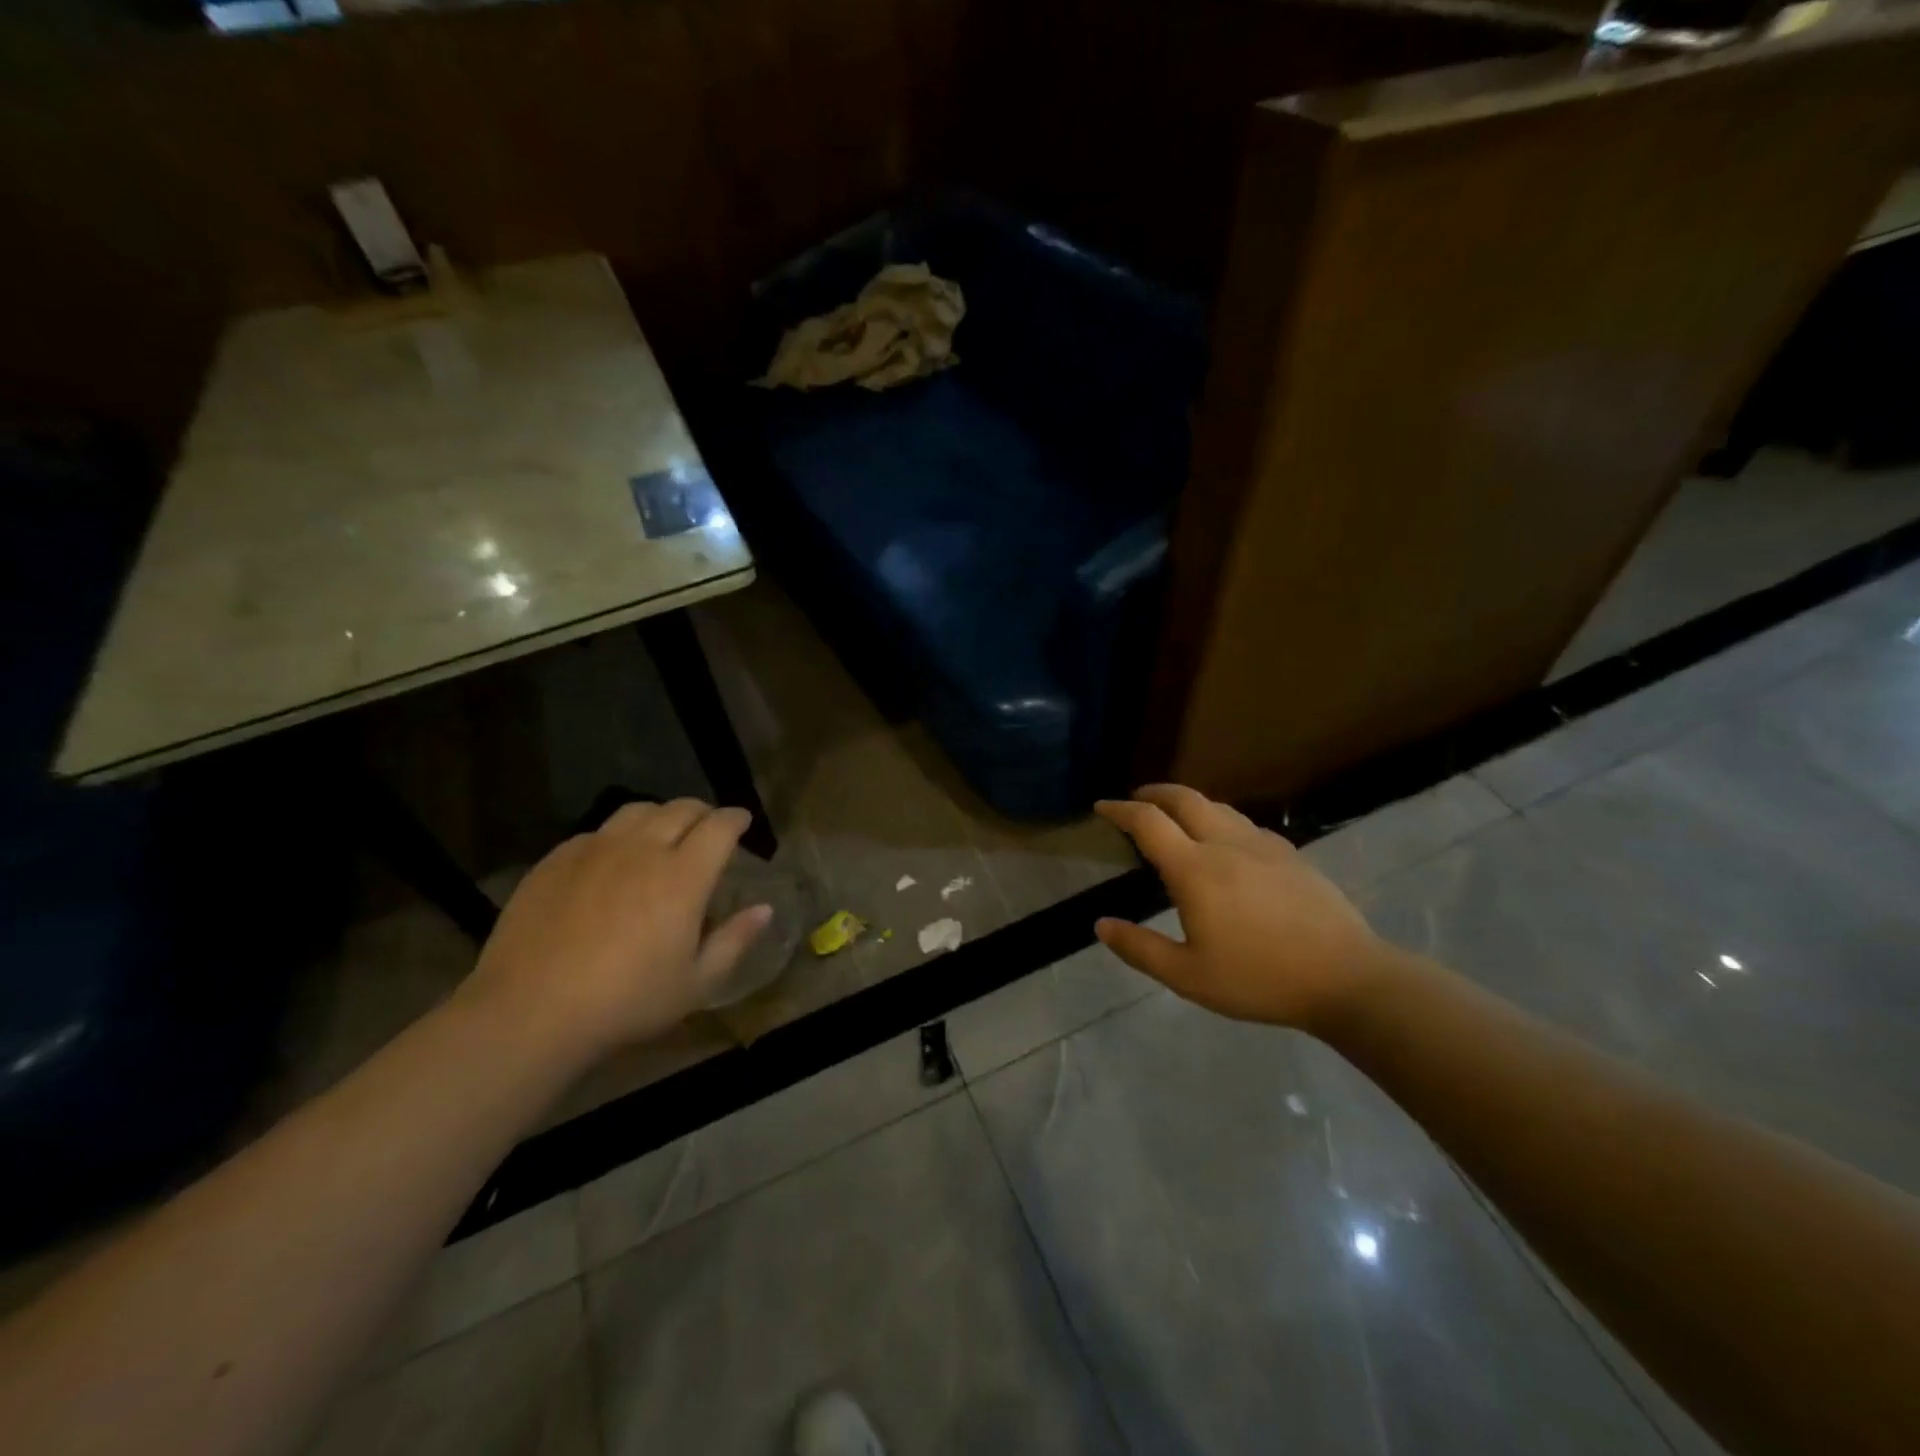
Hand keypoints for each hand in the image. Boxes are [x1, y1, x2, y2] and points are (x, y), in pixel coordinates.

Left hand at [457, 799, 770, 1060]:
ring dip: (661, 816)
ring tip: (663, 834)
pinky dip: (618, 835)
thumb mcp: (696, 984)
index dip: (736, 819)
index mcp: (683, 876)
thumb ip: (735, 941)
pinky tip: (613, 859)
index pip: (720, 826)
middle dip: (703, 813)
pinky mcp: (556, 860)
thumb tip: (764, 909)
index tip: (743, 823)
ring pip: (638, 811)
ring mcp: (595, 850)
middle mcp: (643, 849)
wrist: (529, 1012)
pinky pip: (597, 831)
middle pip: (681, 809)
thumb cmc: (626, 1002)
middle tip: (709, 828)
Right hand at [1094, 784, 1390, 1032]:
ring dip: (1188, 803)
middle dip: (1154, 793)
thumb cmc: (1260, 979)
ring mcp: (1263, 845)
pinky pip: (1245, 824)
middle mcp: (1226, 844)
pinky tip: (1226, 843)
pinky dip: (1220, 820)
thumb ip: (1140, 948)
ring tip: (1176, 817)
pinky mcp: (1291, 855)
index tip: (1102, 807)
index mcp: (1195, 869)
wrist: (1347, 978)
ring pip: (1218, 807)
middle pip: (1184, 799)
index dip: (1120, 810)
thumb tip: (1101, 924)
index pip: (1148, 822)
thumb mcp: (1189, 976)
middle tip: (1136, 799)